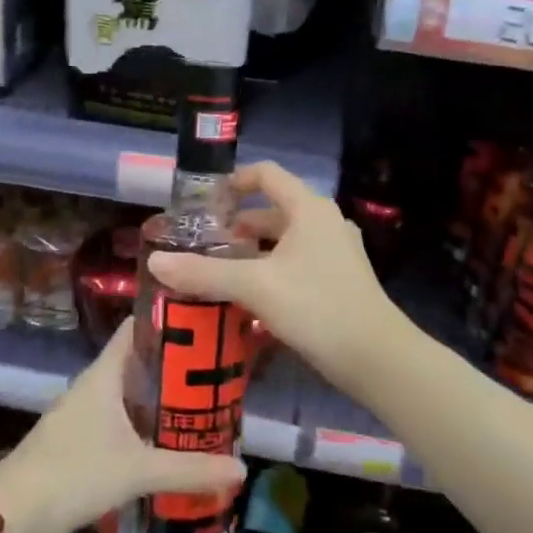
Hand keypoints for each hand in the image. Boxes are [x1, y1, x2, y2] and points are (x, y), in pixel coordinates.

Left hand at [0, 317, 246, 532]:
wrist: (10, 519)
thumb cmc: (74, 474)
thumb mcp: (137, 471)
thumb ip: (189, 470)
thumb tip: (241, 468)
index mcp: (104, 374)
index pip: (137, 329)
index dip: (168, 320)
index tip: (205, 320)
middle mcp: (93, 387)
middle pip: (138, 363)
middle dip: (175, 367)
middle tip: (218, 371)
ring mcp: (83, 415)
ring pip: (129, 395)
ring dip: (160, 399)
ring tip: (202, 405)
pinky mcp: (78, 444)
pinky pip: (119, 422)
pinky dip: (144, 426)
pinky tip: (168, 444)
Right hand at [146, 161, 398, 400]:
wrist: (377, 357)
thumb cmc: (317, 307)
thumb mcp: (255, 287)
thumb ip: (205, 273)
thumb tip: (156, 261)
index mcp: (308, 208)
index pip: (266, 174)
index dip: (233, 182)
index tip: (203, 204)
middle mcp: (324, 221)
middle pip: (272, 209)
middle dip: (236, 226)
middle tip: (203, 246)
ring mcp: (335, 251)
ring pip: (283, 240)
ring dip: (252, 251)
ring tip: (218, 273)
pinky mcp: (339, 278)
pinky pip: (296, 262)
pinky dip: (270, 270)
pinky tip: (249, 298)